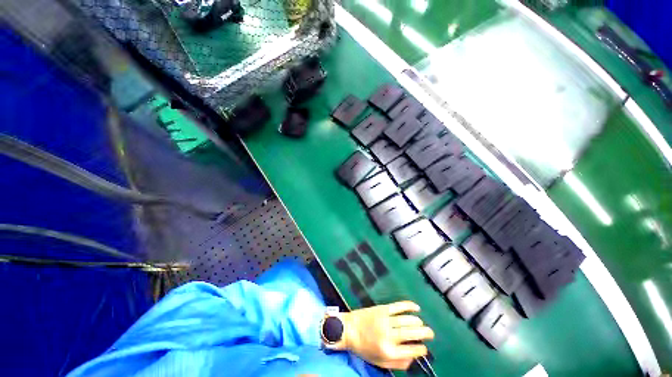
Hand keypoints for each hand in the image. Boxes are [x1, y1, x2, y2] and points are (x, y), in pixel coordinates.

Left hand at [334, 301, 433, 369]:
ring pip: (407, 320)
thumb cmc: (364, 348)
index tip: (424, 348)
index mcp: (388, 351)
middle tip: (431, 333)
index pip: (411, 350)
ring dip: (417, 321)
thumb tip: (413, 359)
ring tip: (422, 324)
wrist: (349, 329)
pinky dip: (408, 305)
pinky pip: (398, 306)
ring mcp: (386, 320)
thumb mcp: (379, 362)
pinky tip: (416, 307)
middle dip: (424, 333)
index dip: (421, 349)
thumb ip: (397, 363)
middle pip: (411, 333)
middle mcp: (389, 335)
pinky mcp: (382, 309)